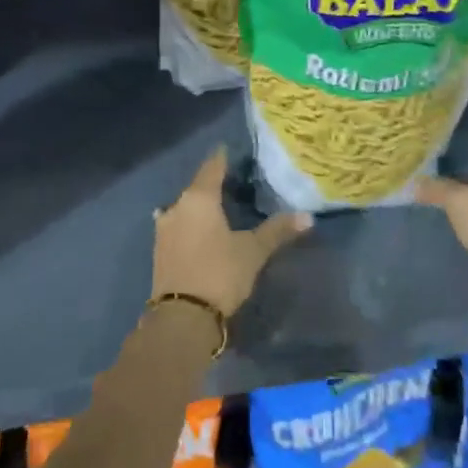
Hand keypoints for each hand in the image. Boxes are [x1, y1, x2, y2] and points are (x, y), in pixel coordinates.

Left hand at [153, 148, 310, 319]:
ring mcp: (164, 229)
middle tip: (233, 181)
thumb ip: (277, 231)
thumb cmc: (219, 273)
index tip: (229, 150)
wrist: (181, 317)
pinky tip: (200, 230)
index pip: (212, 168)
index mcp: (199, 199)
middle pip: (196, 187)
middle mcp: (176, 207)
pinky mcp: (160, 251)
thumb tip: (308, 216)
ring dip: (199, 206)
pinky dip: (191, 224)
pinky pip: (178, 226)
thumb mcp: (253, 251)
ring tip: (218, 207)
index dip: (222, 158)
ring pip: (184, 208)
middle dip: (213, 184)